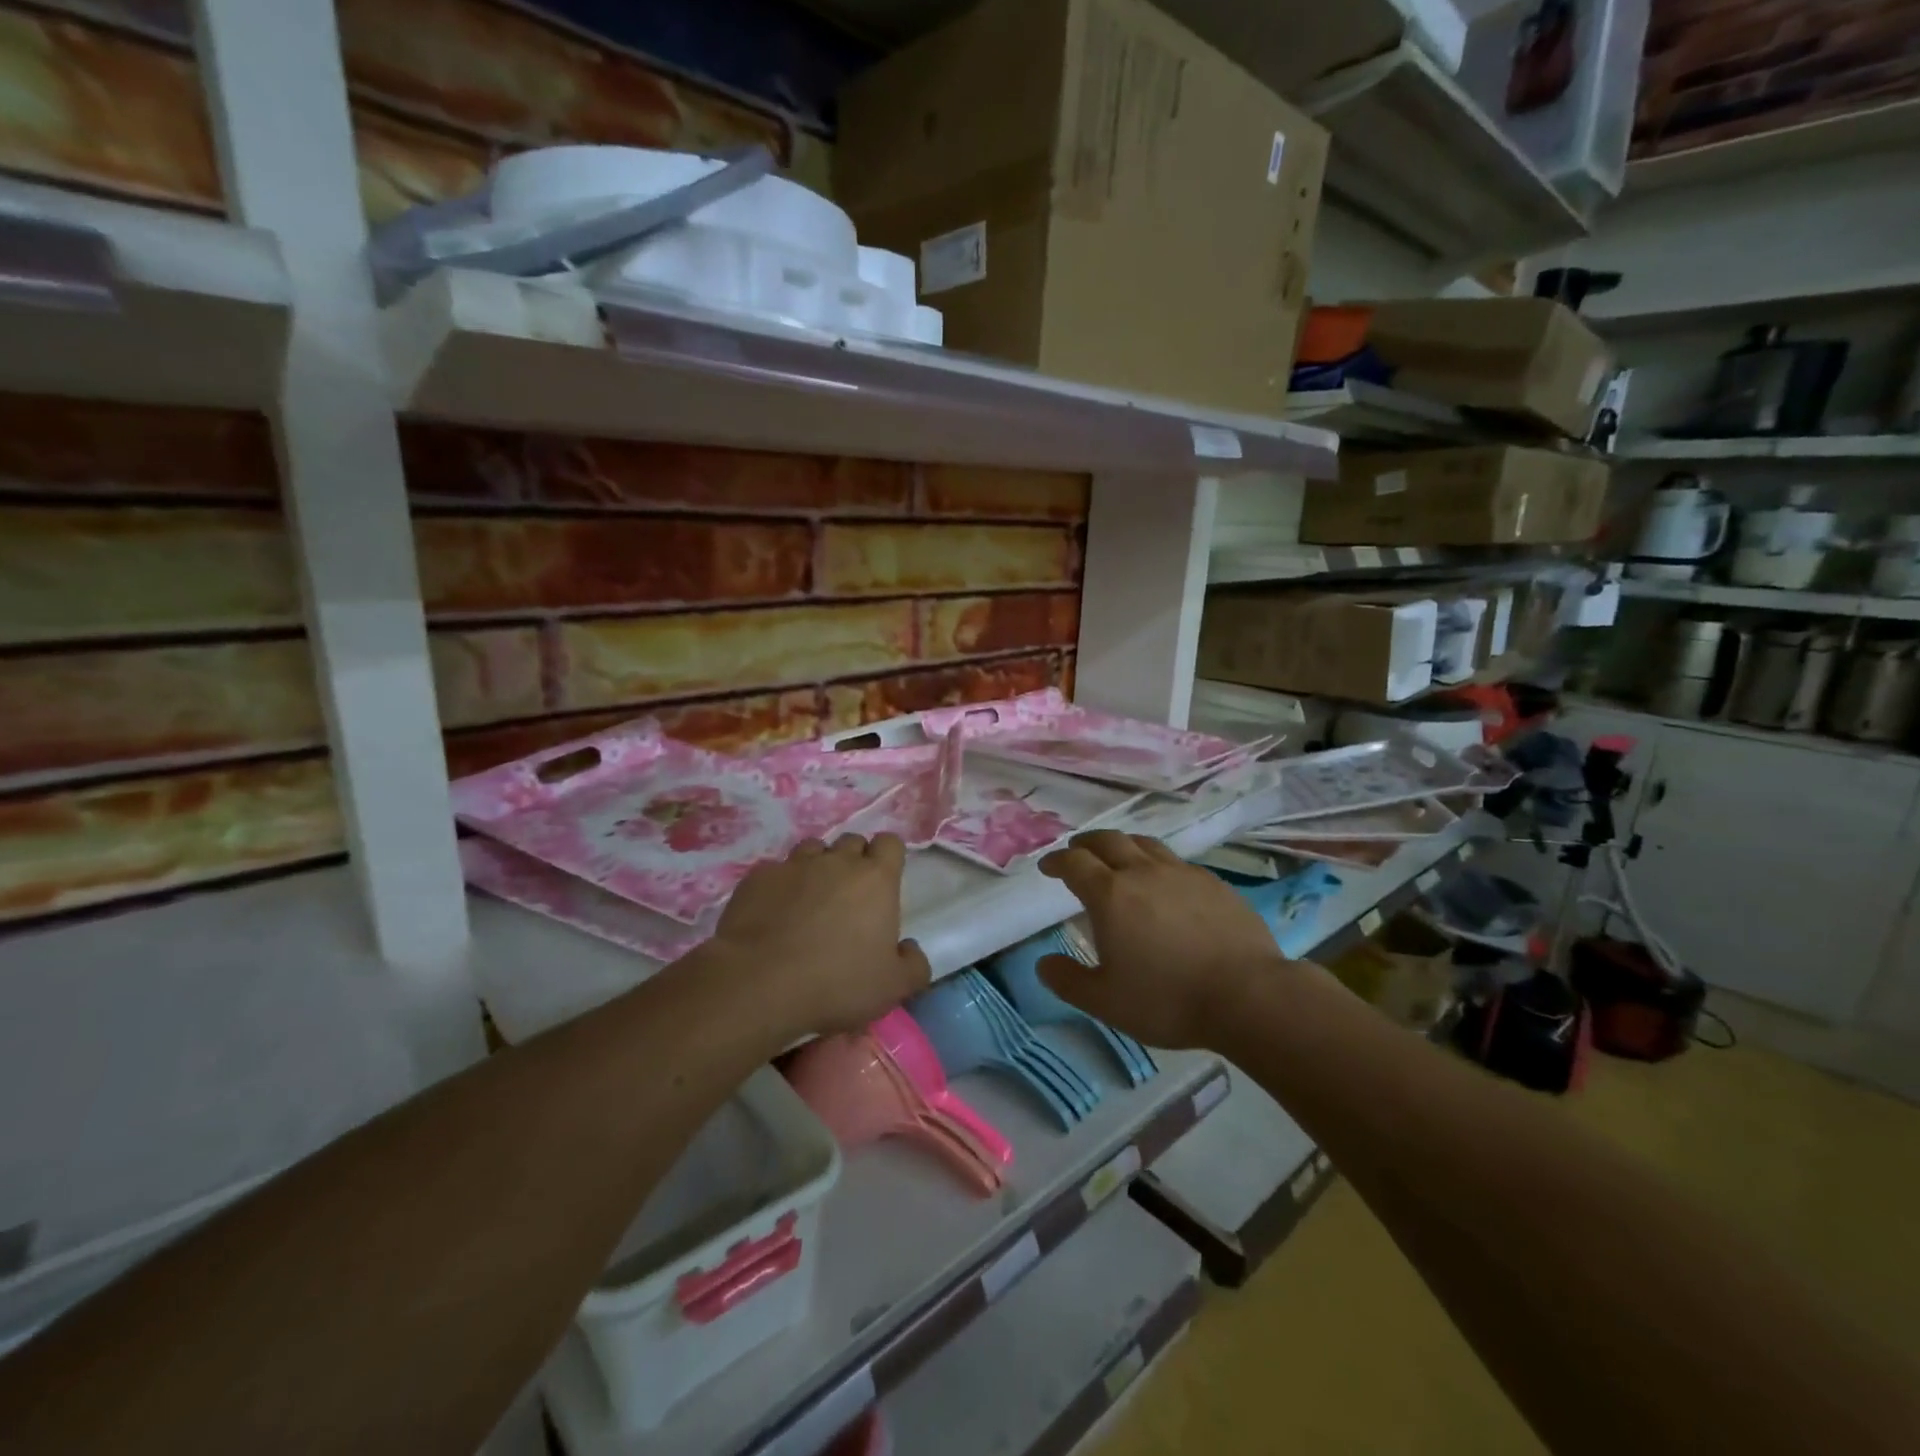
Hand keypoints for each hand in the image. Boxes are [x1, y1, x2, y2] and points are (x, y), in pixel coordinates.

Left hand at [709, 833, 930, 1038]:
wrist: (760, 983)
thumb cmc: (837, 982)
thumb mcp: (893, 987)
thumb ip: (914, 965)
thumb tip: (910, 949)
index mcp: (876, 879)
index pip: (890, 843)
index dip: (888, 858)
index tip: (883, 881)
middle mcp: (837, 861)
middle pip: (852, 842)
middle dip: (854, 861)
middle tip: (849, 896)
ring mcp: (794, 865)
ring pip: (813, 849)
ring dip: (817, 867)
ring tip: (811, 899)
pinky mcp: (758, 878)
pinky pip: (776, 871)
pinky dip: (780, 885)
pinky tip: (774, 912)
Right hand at [1037, 831, 1287, 1048]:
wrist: (1248, 995)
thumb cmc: (1168, 1000)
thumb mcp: (1106, 1002)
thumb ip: (1069, 981)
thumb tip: (1044, 963)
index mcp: (1110, 895)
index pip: (1074, 863)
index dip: (1057, 861)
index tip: (1048, 867)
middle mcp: (1142, 872)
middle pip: (1108, 840)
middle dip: (1086, 843)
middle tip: (1078, 852)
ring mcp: (1181, 873)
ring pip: (1144, 844)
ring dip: (1123, 845)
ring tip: (1118, 858)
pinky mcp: (1214, 883)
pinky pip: (1176, 862)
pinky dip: (1157, 863)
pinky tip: (1165, 882)